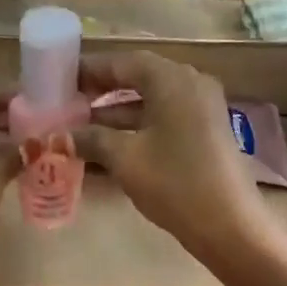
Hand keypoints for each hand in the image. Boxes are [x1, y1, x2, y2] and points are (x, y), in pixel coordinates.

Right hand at [75, 53, 273, 258]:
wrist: (228, 223)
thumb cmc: (174, 183)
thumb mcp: (125, 159)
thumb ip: (91, 140)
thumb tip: (58, 136)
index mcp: (172, 80)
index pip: (124, 62)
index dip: (91, 70)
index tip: (63, 79)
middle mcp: (191, 85)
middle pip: (140, 79)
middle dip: (104, 91)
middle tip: (70, 103)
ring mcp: (202, 110)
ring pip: (152, 102)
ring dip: (118, 113)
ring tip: (82, 128)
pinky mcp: (206, 134)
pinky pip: (165, 120)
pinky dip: (138, 127)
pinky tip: (112, 146)